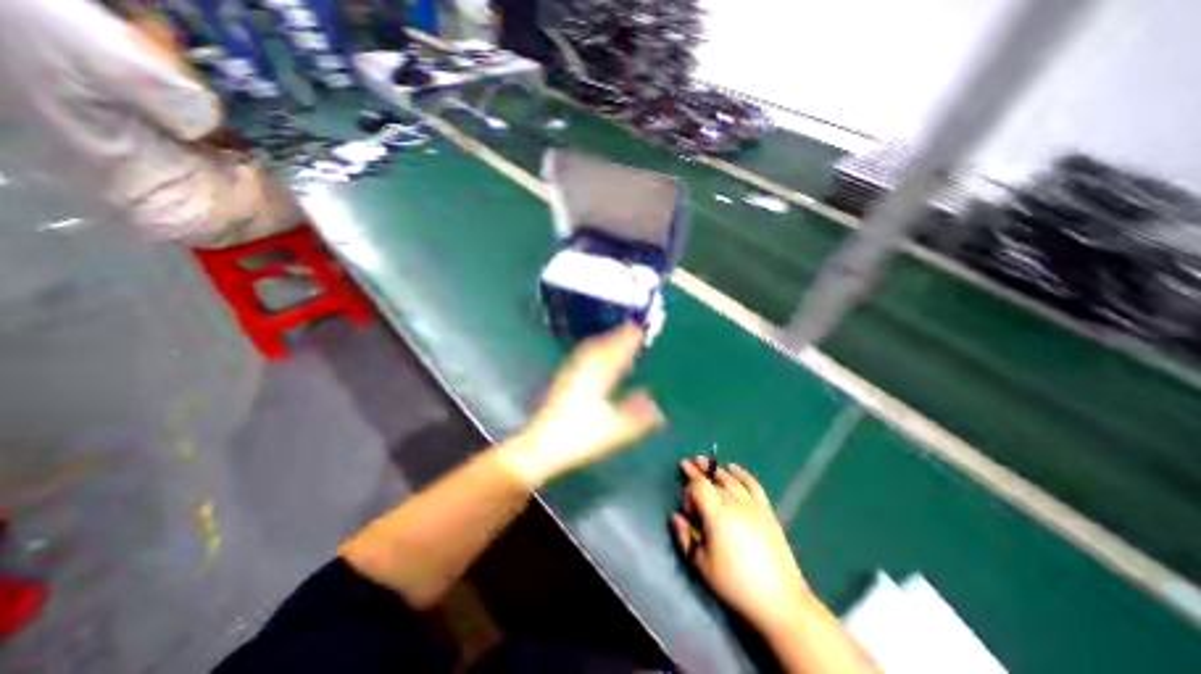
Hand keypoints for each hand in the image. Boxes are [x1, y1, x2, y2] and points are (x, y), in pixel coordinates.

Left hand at [501, 324, 661, 487]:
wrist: (543, 446)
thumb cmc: (581, 437)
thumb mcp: (617, 430)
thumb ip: (640, 416)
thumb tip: (656, 404)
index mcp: (599, 377)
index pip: (617, 351)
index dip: (629, 340)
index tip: (640, 330)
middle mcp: (584, 369)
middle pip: (603, 346)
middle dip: (618, 336)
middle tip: (631, 331)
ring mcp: (570, 373)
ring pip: (590, 349)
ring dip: (605, 341)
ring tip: (616, 338)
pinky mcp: (562, 380)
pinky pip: (581, 357)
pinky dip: (592, 351)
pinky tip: (593, 357)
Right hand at [672, 455, 809, 633]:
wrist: (779, 598)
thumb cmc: (735, 583)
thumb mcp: (702, 564)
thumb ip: (686, 537)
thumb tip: (675, 516)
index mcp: (716, 515)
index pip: (700, 484)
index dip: (690, 474)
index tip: (682, 465)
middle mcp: (734, 503)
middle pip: (714, 479)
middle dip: (701, 470)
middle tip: (692, 462)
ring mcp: (752, 504)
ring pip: (731, 478)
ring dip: (717, 470)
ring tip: (709, 465)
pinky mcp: (766, 509)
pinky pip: (752, 483)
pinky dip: (741, 473)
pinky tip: (734, 469)